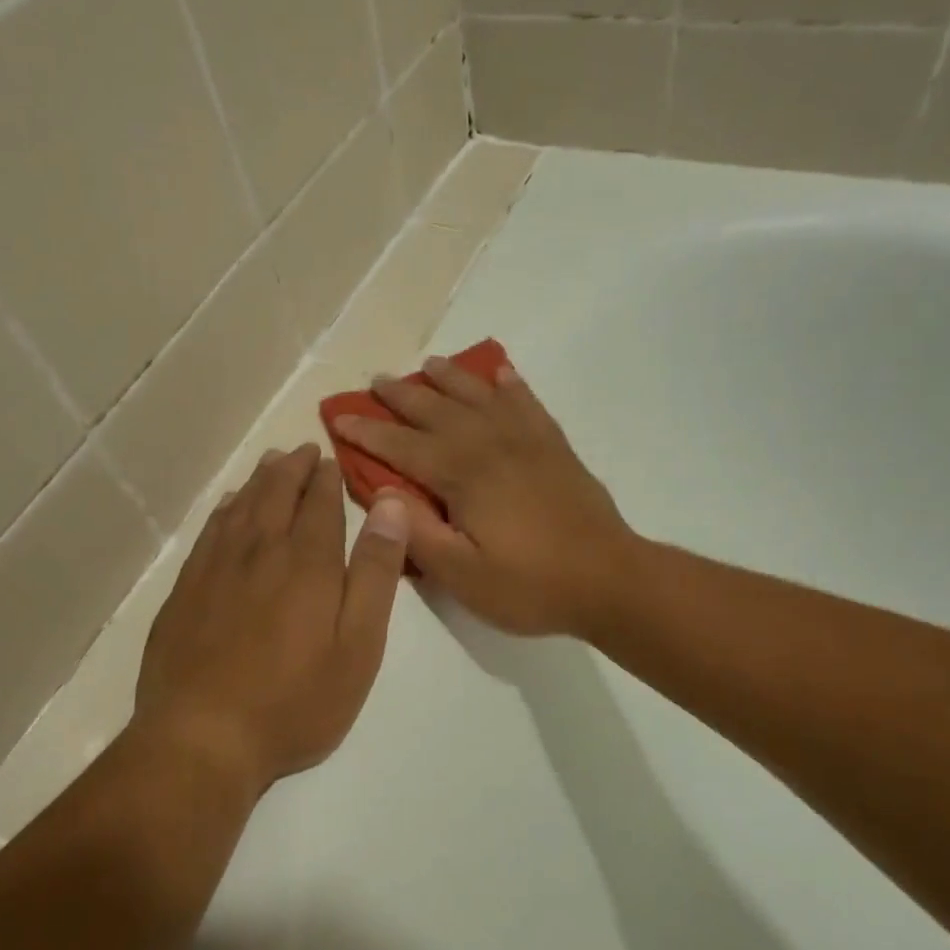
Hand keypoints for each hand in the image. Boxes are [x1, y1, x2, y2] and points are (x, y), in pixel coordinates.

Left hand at [132, 444, 410, 793]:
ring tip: (271, 462)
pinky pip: (210, 531)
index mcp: (306, 562)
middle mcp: (259, 551)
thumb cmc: (294, 701)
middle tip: (302, 450)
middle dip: (292, 469)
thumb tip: (391, 506)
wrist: (201, 738)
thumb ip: (375, 573)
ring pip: (241, 507)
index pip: (319, 504)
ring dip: (259, 480)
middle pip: (276, 494)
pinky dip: (224, 509)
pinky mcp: (186, 590)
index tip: (330, 458)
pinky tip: (229, 505)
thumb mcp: (358, 645)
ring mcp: (215, 569)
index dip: (326, 478)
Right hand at [330, 357, 633, 636]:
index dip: (368, 431)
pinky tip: (502, 374)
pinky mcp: (555, 447)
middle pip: (437, 411)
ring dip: (451, 379)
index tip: (339, 415)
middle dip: (402, 396)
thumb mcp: (462, 575)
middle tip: (377, 381)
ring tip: (430, 364)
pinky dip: (511, 386)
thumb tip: (383, 491)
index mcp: (463, 475)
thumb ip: (417, 532)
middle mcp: (491, 445)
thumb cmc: (530, 585)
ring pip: (480, 397)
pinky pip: (527, 404)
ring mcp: (527, 441)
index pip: (403, 446)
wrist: (610, 580)